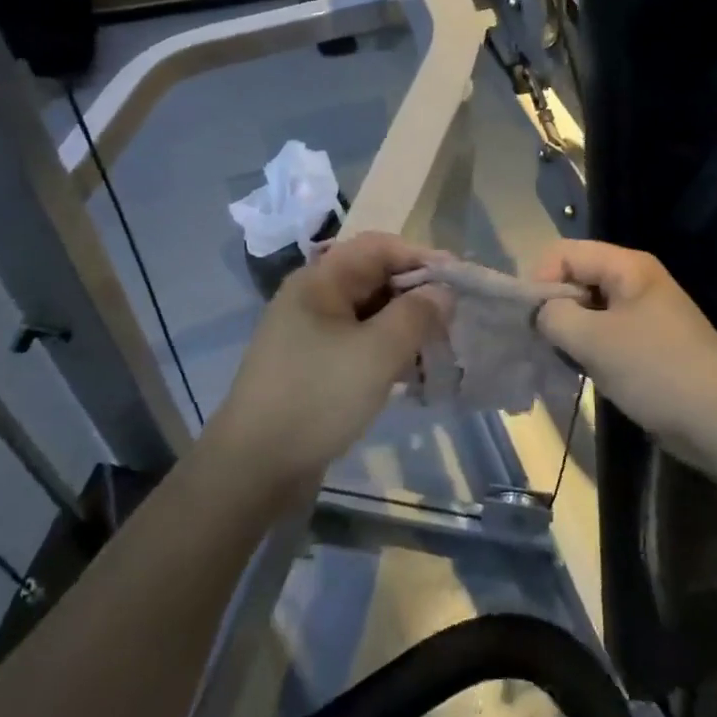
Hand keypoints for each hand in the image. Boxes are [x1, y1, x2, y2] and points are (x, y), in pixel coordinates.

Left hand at [205, 231, 450, 495]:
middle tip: (455, 319)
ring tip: (440, 349)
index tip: (461, 282)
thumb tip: (443, 292)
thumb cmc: (317, 397)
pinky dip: (388, 351)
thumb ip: (416, 314)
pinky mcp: (314, 365)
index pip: (380, 247)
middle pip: (375, 278)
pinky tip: (412, 375)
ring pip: (371, 314)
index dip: (423, 257)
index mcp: (320, 280)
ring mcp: (311, 333)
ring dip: (406, 326)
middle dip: (418, 294)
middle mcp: (314, 297)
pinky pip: (360, 344)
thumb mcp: (377, 353)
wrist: (254, 468)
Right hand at [533, 240, 716, 461]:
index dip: (540, 280)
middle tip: (544, 343)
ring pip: (587, 309)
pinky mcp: (646, 343)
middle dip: (553, 307)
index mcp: (627, 266)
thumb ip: (554, 316)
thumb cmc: (656, 371)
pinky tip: (583, 372)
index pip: (563, 252)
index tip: (531, 321)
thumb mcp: (594, 340)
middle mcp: (634, 281)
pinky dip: (587, 348)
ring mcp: (642, 313)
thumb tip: (540, 314)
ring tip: (562, 361)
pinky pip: (604, 333)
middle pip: (575, 277)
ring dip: (569, 332)